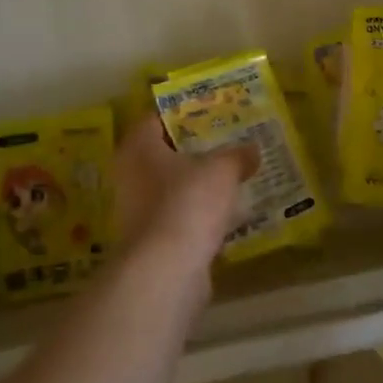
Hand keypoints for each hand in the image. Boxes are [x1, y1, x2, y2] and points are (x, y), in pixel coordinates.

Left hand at [114, 117, 253, 273]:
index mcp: (138, 148)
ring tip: (233, 177)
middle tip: (226, 142)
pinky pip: (180, 217)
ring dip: (198, 185)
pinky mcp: (153, 241)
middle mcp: (131, 176)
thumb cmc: (188, 203)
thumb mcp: (222, 170)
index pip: (155, 119)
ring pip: (173, 188)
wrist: (167, 270)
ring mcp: (138, 211)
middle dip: (194, 150)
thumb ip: (237, 156)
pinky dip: (200, 215)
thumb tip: (252, 149)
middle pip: (164, 155)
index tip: (210, 111)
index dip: (182, 113)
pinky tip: (228, 214)